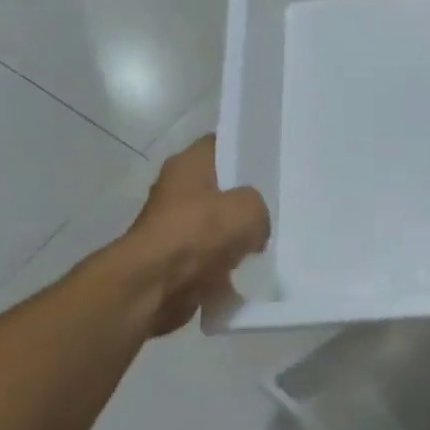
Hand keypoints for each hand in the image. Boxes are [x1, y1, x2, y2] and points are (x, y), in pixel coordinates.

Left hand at [125, 136, 270, 335]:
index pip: (221, 144)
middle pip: (220, 187)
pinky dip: (225, 265)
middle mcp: (176, 188)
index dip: (246, 151)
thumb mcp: (249, 209)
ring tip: (266, 242)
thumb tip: (253, 226)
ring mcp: (173, 225)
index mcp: (188, 163)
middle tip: (275, 206)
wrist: (153, 285)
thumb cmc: (199, 232)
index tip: (271, 163)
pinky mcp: (173, 259)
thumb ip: (259, 208)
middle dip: (245, 200)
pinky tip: (248, 270)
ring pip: (216, 224)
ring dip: (236, 236)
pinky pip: (210, 256)